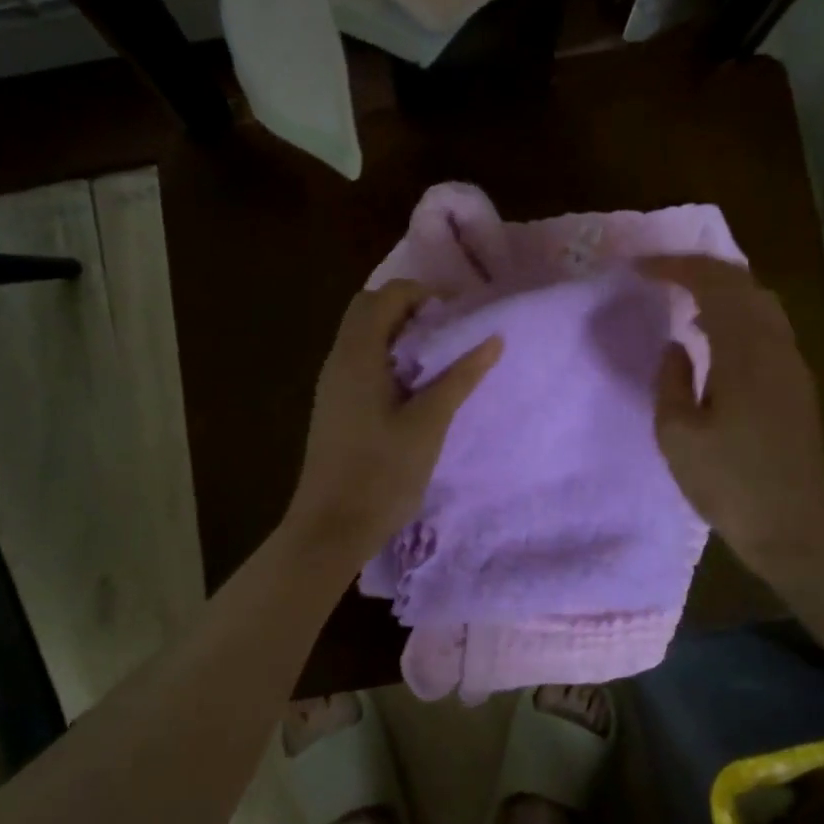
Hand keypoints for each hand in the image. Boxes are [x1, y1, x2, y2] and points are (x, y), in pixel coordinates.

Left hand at [284, 280, 501, 562]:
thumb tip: (493, 339)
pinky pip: (360, 360)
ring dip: (399, 333)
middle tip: (447, 332)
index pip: (386, 295)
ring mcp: (332, 383)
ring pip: (363, 335)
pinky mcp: (334, 405)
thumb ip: (460, 377)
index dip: (424, 295)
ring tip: (438, 358)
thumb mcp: (429, 423)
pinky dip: (388, 356)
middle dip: (409, 309)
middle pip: (369, 309)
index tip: (458, 317)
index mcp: (358, 355)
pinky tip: (414, 388)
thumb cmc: (381, 473)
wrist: (330, 528)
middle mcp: (339, 359)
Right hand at [642, 256, 823, 583]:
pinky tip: (715, 335)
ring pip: (761, 303)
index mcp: (745, 353)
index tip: (640, 268)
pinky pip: (768, 327)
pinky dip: (738, 313)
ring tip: (685, 297)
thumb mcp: (677, 435)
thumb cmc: (729, 484)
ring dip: (723, 289)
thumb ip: (671, 380)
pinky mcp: (798, 384)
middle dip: (701, 269)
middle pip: (744, 284)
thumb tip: (677, 345)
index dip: (676, 268)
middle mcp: (776, 347)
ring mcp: (793, 364)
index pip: (714, 285)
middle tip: (661, 272)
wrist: (795, 529)